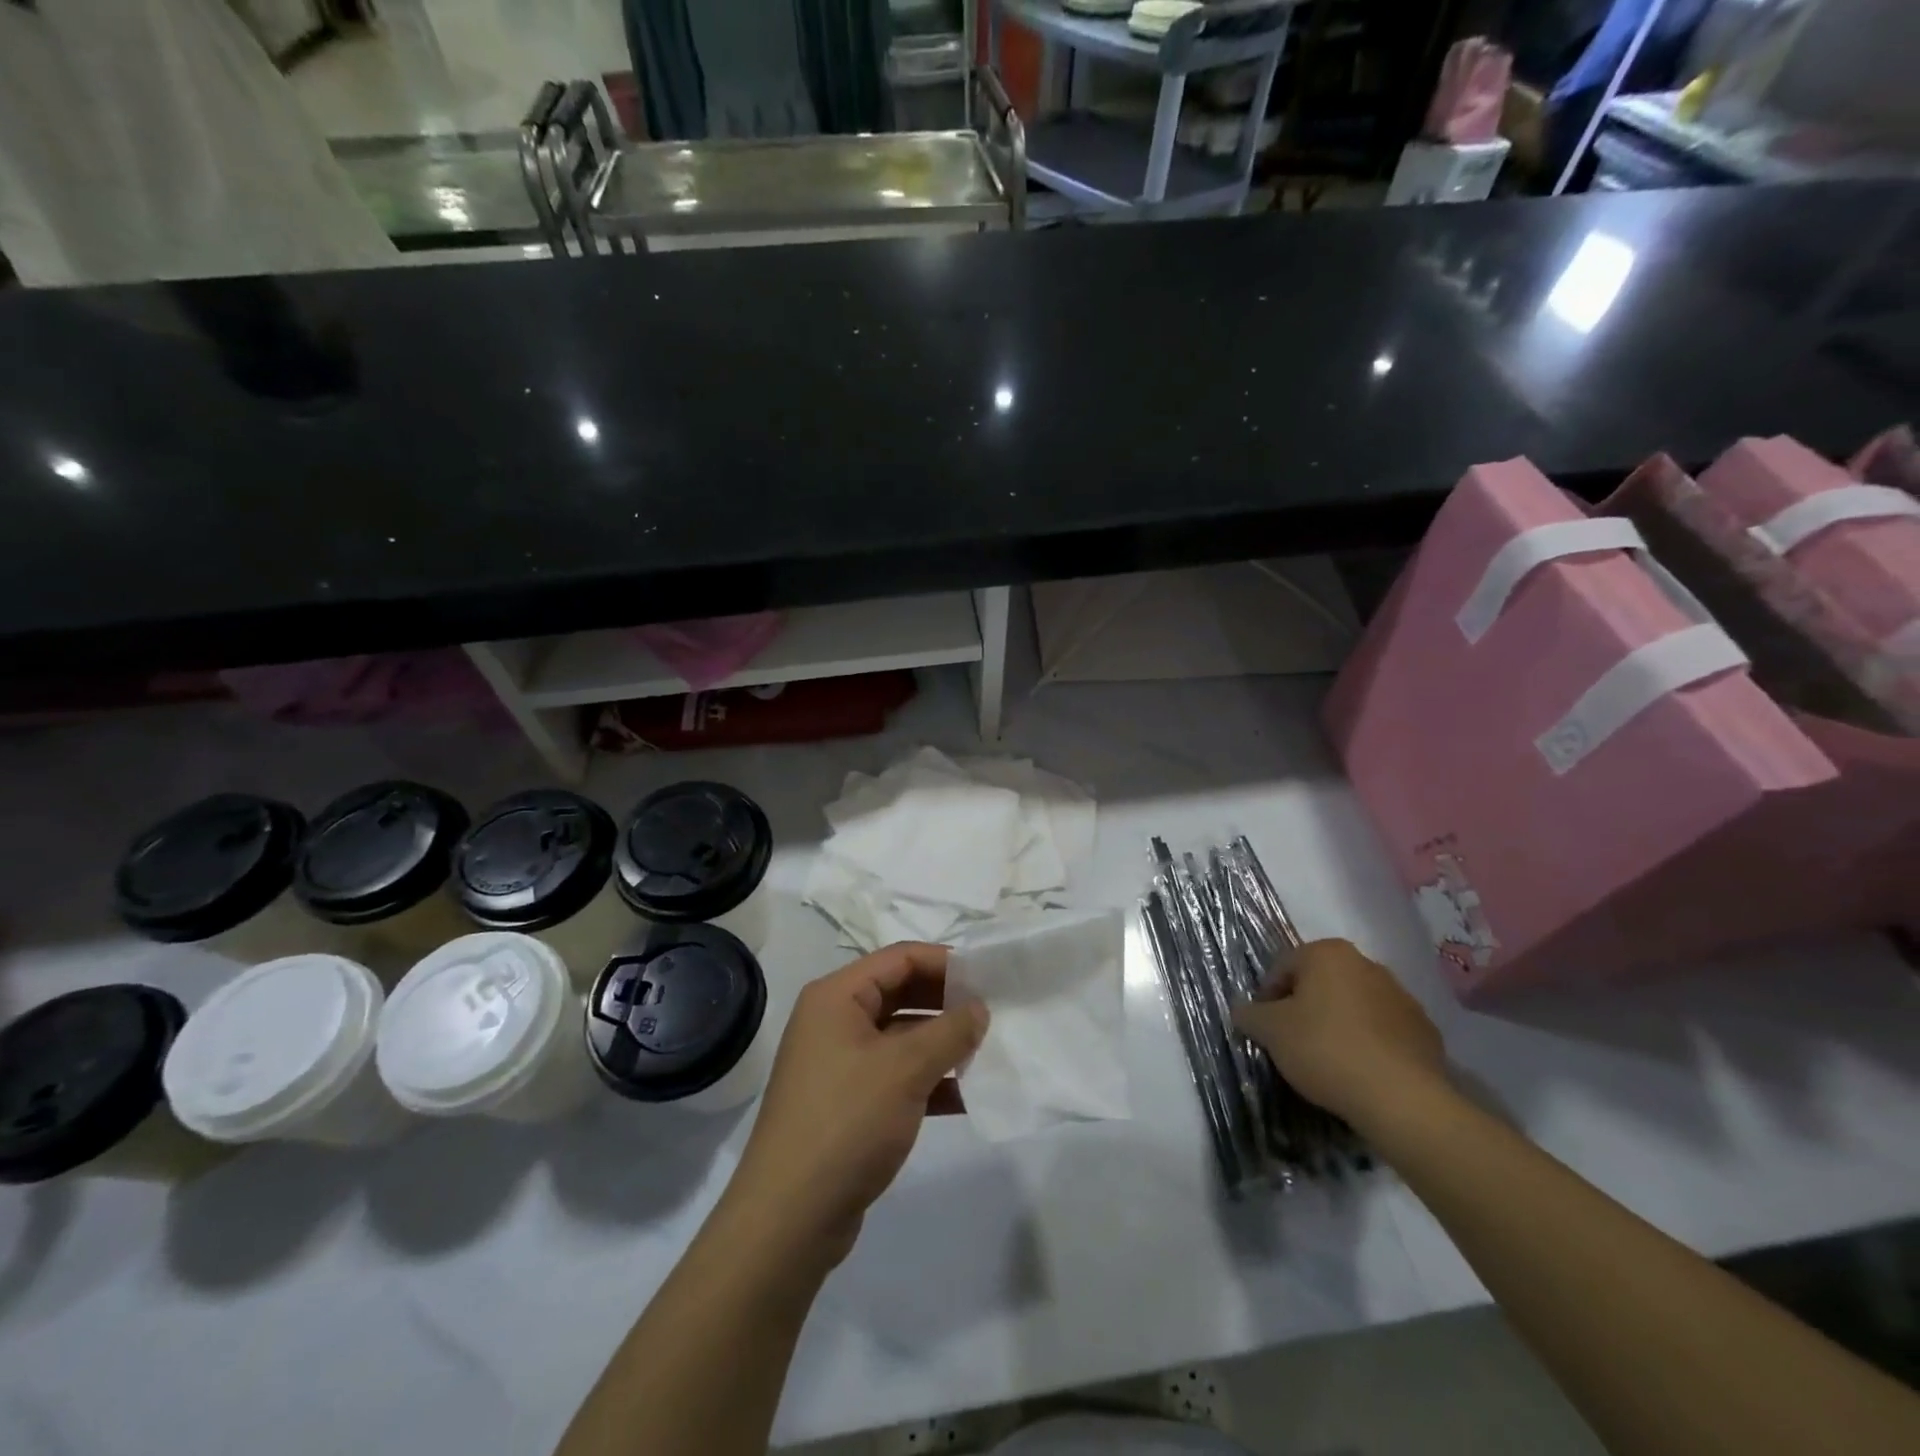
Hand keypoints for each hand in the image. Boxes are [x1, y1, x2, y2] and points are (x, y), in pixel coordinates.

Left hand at [722, 943, 987, 1270]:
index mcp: (837, 997)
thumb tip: (979, 1008)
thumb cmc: (846, 1122)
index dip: (946, 963)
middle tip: (994, 1015)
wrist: (789, 1219)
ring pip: (902, 1038)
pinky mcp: (850, 1104)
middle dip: (947, 1004)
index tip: (990, 978)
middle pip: (901, 994)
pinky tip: (967, 1096)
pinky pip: (897, 1076)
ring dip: (943, 1044)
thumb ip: (949, 1031)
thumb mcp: (905, 1069)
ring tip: (988, 1053)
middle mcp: (835, 1021)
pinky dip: (929, 1081)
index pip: (900, 958)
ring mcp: (841, 1064)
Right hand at [1230, 938, 1447, 1130]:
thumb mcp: (1270, 1031)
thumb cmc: (1325, 1048)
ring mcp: (1402, 997)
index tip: (1265, 1027)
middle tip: (1292, 1041)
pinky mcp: (1425, 1031)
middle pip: (1320, 983)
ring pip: (1354, 1005)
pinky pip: (1383, 1031)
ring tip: (1327, 1060)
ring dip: (1337, 1024)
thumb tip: (1244, 1011)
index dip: (1267, 997)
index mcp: (1328, 953)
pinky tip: (1359, 1071)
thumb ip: (1249, 1014)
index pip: (1282, 967)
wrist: (1401, 1099)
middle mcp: (1367, 964)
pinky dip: (1368, 1044)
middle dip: (1304, 1007)